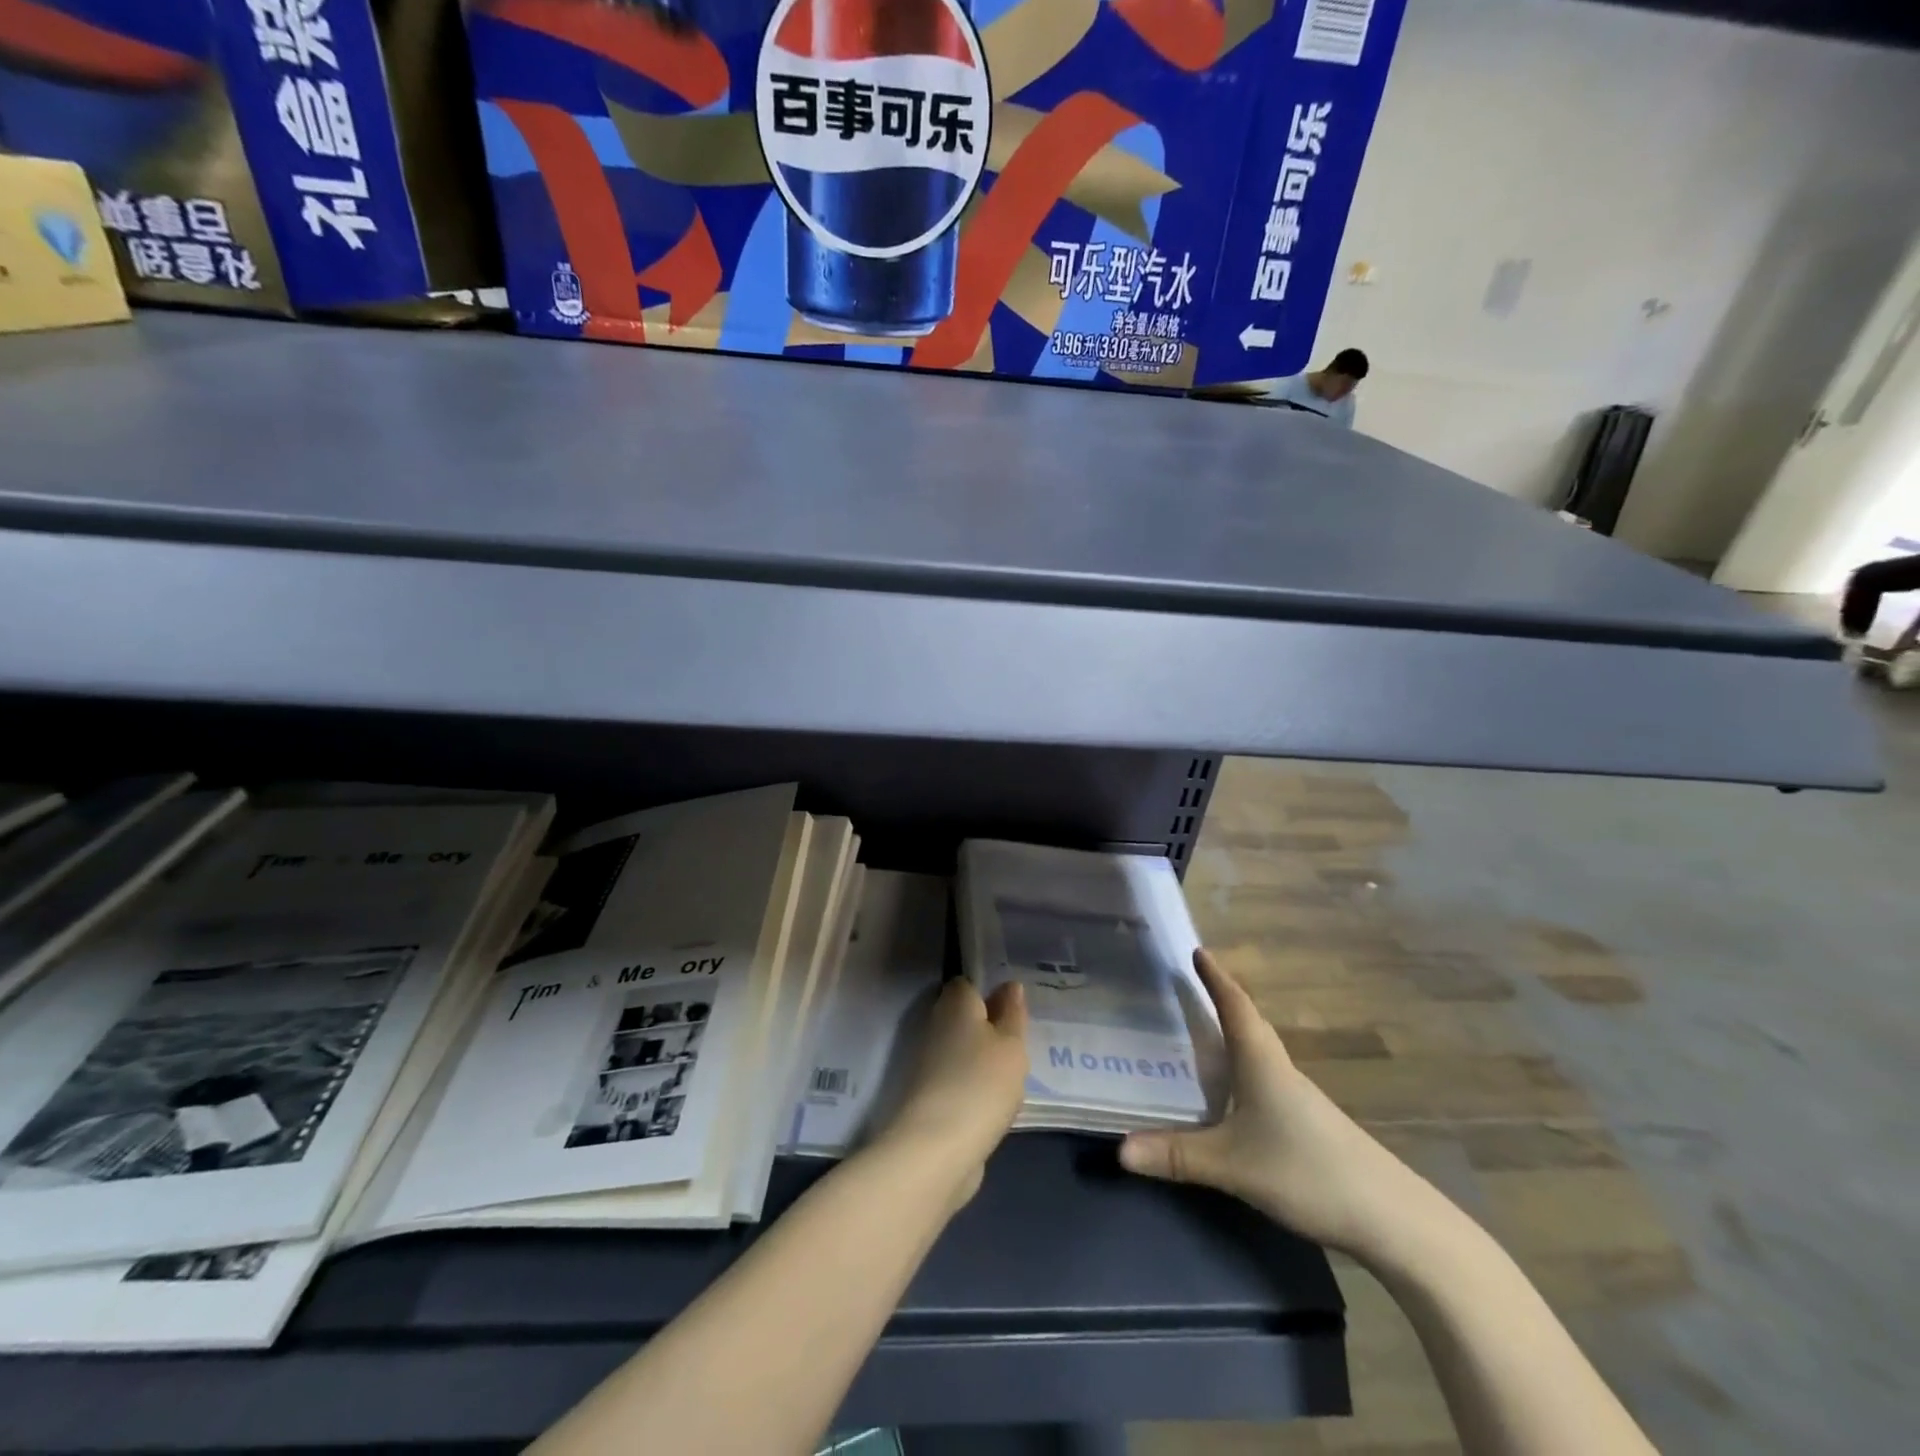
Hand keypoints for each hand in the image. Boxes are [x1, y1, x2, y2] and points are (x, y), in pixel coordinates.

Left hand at [876, 979, 1028, 1204]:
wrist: (937, 1149)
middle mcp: (936, 1026)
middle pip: (966, 1018)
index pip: (968, 984)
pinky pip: (960, 1081)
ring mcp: (929, 1063)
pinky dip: (976, 1089)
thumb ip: (1012, 1014)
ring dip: (985, 1062)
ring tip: (1016, 1075)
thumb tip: (1010, 985)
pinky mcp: (930, 1097)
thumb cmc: (981, 1082)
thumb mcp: (1011, 1045)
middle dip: (990, 1029)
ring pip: (963, 1052)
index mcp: (954, 1003)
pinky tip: (998, 1103)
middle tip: (1021, 1041)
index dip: (989, 992)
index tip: (1014, 1007)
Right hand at [1119, 949, 1421, 1254]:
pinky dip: (1243, 1069)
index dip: (1216, 978)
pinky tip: (1232, 1092)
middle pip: (1248, 1023)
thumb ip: (1176, 1156)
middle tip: (1190, 986)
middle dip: (1221, 1001)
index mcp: (1261, 1061)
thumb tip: (1119, 1151)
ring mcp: (1298, 1098)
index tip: (1198, 950)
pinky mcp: (1308, 1124)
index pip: (1235, 1005)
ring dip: (1233, 1035)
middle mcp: (1280, 1069)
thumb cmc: (1306, 1170)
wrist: (1391, 1219)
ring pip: (1259, 1053)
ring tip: (1202, 1032)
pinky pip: (1265, 1079)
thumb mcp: (1232, 1165)